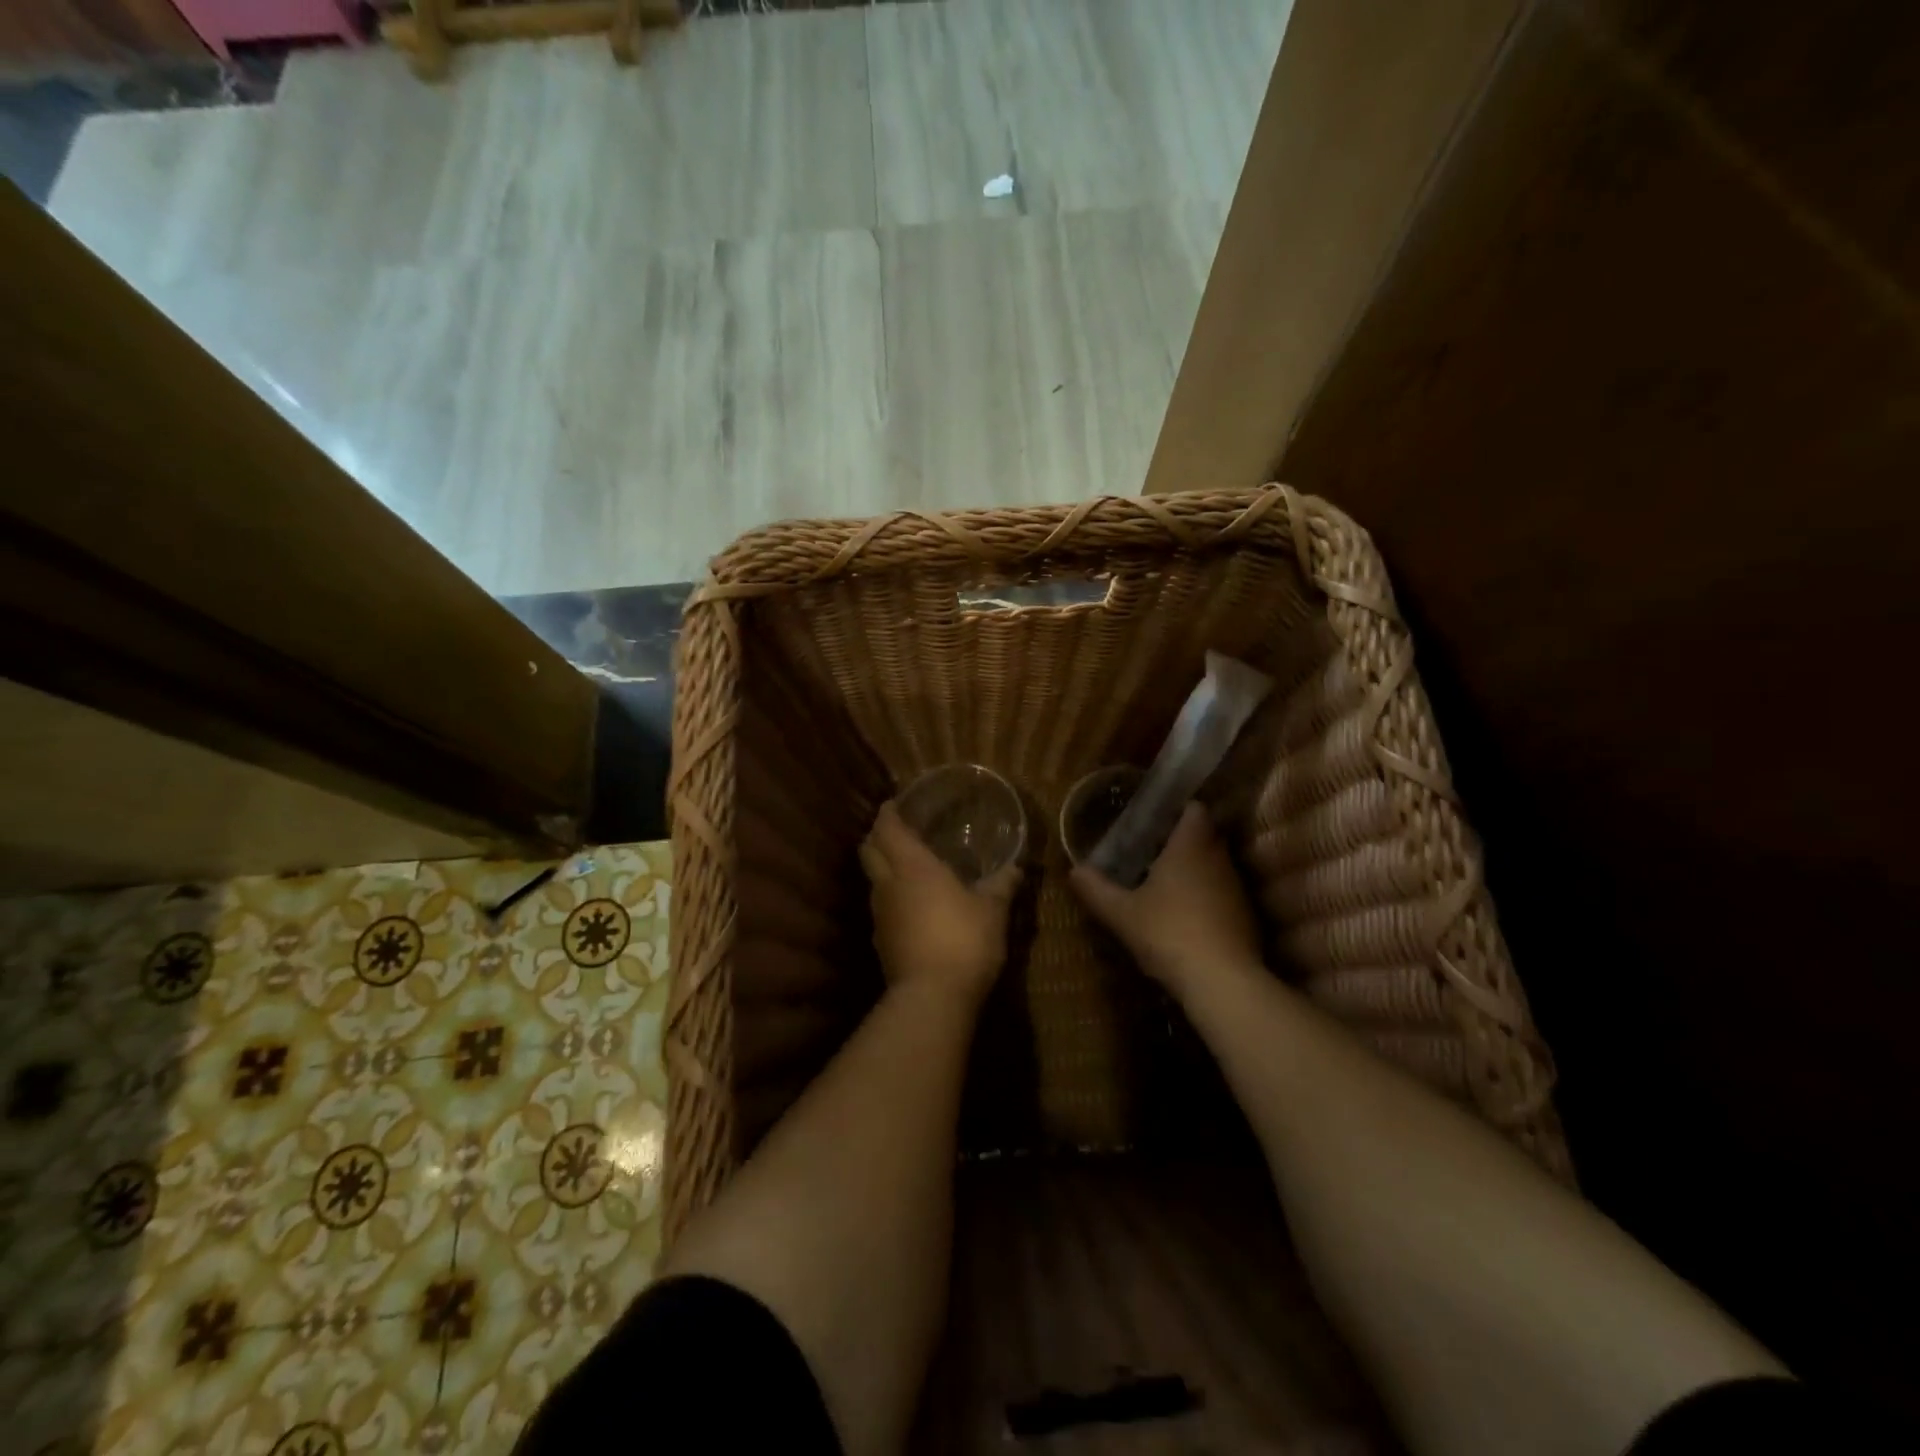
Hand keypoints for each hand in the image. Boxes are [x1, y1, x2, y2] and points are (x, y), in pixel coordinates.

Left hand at [859, 800, 1020, 1001]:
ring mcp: (880, 915)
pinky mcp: (880, 942)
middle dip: (877, 836)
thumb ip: (1002, 885)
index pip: (888, 829)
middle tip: (895, 831)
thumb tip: (1016, 868)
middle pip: (868, 850)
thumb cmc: (964, 940)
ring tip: (904, 867)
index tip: (893, 804)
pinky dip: (890, 898)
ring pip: (872, 880)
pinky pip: (881, 908)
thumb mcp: (992, 910)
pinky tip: (910, 906)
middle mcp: (888, 884)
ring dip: (882, 868)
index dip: (888, 814)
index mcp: (912, 866)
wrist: (933, 997)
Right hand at [1070, 802, 1262, 998]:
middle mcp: (1218, 859)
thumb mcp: (1121, 913)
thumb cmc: (1167, 932)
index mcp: (1190, 846)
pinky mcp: (1246, 917)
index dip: (1178, 809)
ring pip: (1216, 866)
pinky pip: (1224, 894)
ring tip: (1165, 884)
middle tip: (1152, 850)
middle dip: (1182, 840)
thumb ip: (1095, 889)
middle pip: (1206, 835)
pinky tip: (1186, 917)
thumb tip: (1074, 870)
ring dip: (1196, 870)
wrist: (1221, 981)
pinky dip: (1208, 898)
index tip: (1155, 819)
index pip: (1195, 809)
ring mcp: (1236, 888)